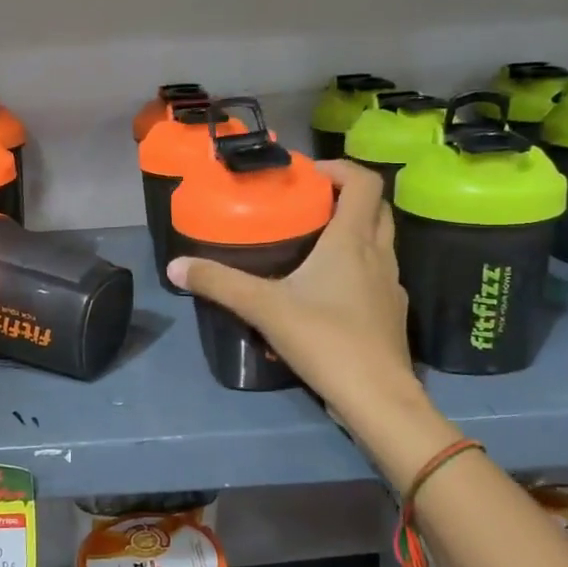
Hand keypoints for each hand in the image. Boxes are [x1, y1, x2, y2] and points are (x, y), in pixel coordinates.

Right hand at [167, 159, 429, 437]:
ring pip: (381, 241)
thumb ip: (220, 283)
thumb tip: (175, 265)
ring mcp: (392, 285)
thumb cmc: (325, 340)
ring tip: (316, 245)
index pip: (364, 182)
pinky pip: (379, 275)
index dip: (339, 169)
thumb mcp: (264, 308)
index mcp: (352, 240)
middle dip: (347, 197)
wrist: (377, 397)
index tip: (308, 176)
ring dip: (355, 232)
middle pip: (375, 208)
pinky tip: (329, 291)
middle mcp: (379, 254)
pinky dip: (359, 268)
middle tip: (310, 206)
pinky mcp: (393, 313)